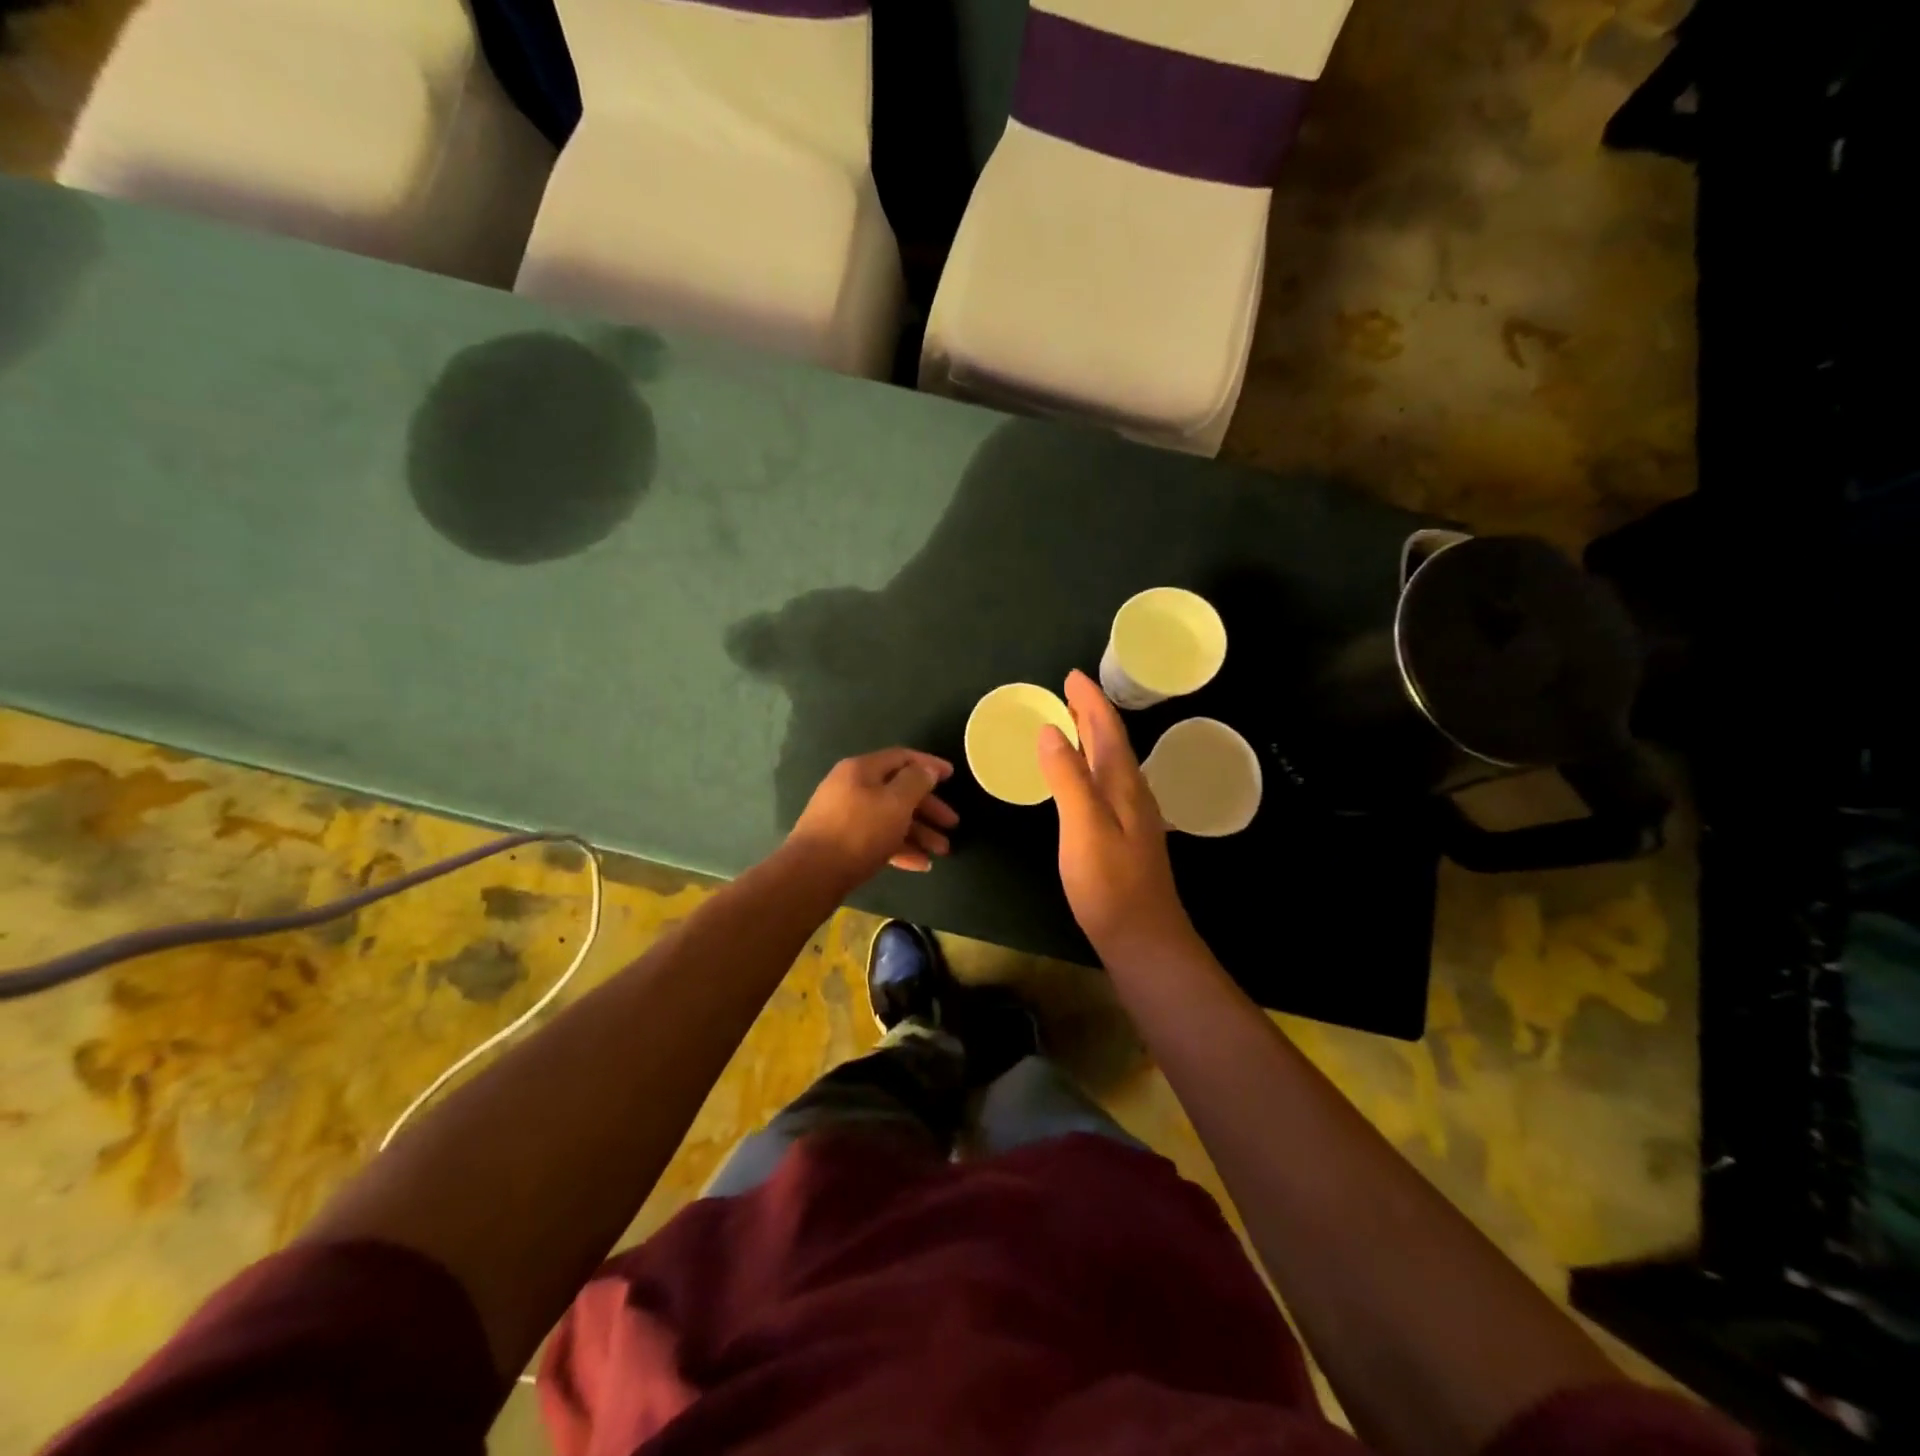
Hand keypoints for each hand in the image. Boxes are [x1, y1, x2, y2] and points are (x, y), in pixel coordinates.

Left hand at [786, 748, 959, 888]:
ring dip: (919, 832)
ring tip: (942, 852)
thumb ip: (916, 781)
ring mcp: (844, 815)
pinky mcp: (842, 842)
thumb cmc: (860, 831)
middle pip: (898, 790)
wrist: (812, 873)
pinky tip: (921, 865)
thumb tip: (927, 770)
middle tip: (952, 824)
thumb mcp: (896, 803)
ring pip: (890, 817)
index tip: (953, 776)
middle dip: (928, 808)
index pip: (902, 757)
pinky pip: (878, 838)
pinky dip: (900, 847)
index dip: (929, 765)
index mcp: (862, 769)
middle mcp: (851, 787)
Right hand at [1038, 670, 1195, 959]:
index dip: (1089, 701)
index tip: (1072, 676)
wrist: (1143, 938)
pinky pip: (1105, 783)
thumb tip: (1050, 730)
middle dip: (1091, 713)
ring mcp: (1131, 815)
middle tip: (1069, 692)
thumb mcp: (1083, 825)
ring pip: (1110, 762)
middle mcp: (1131, 792)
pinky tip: (1082, 777)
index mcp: (1122, 783)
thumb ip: (1067, 776)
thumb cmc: (1109, 883)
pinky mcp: (1125, 835)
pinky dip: (1091, 765)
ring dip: (1093, 737)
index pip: (1107, 729)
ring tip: (1072, 722)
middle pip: (1111, 742)